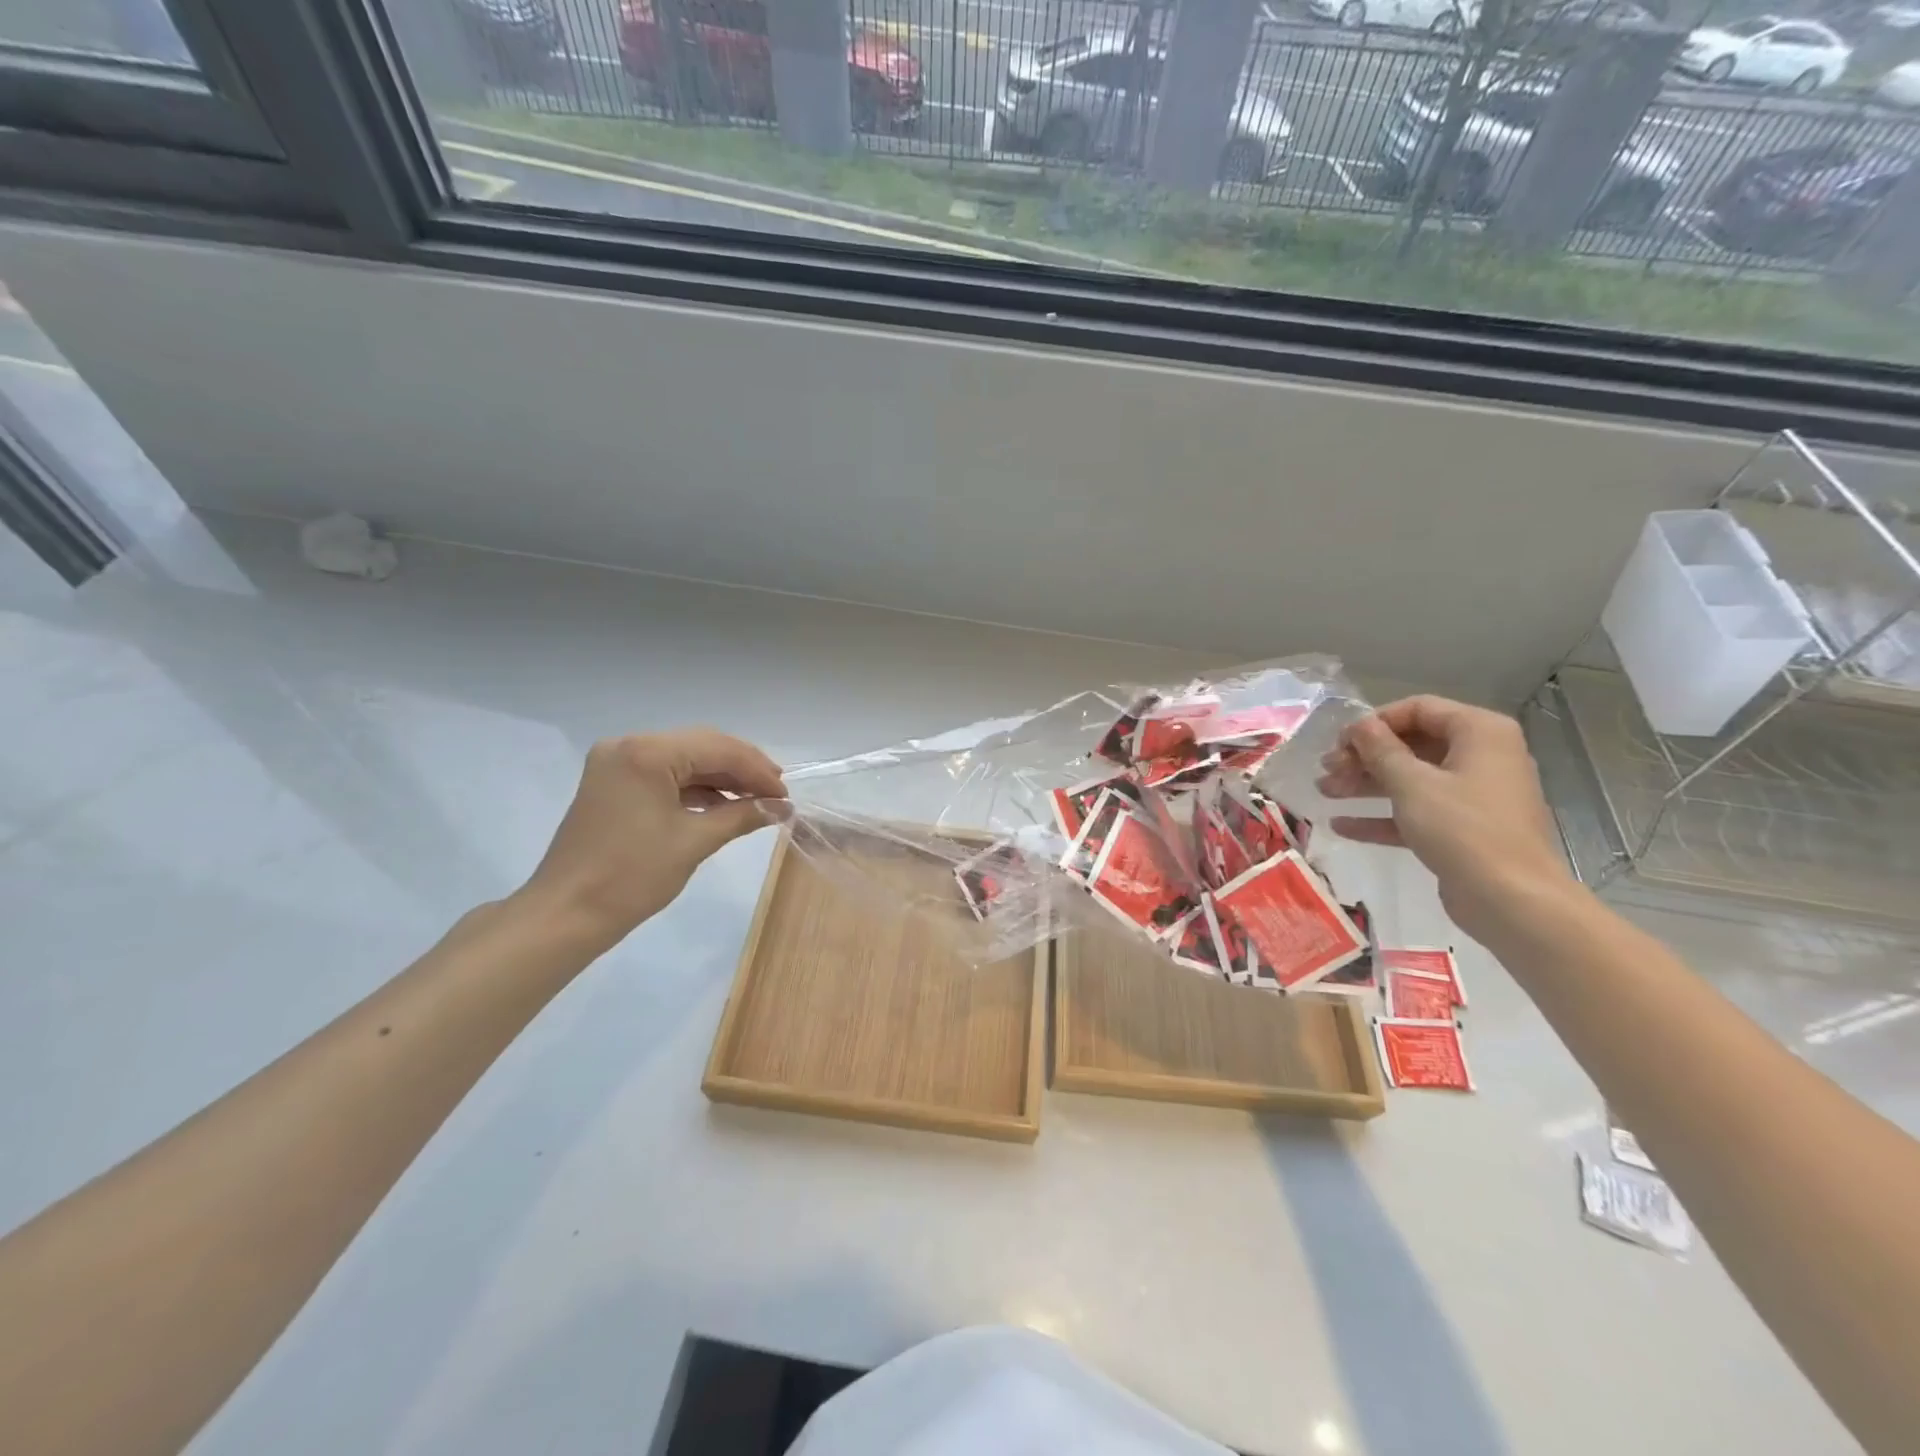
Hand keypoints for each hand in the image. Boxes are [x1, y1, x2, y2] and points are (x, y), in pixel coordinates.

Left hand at [516, 728, 786, 953]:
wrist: (566, 914)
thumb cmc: (631, 876)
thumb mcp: (695, 842)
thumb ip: (743, 815)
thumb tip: (783, 808)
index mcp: (647, 752)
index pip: (718, 748)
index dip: (757, 770)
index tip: (786, 795)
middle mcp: (629, 744)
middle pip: (701, 745)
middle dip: (742, 768)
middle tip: (775, 794)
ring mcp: (617, 762)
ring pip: (684, 758)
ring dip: (721, 777)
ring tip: (755, 801)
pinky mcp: (613, 781)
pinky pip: (665, 773)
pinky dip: (696, 787)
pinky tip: (723, 804)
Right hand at [1316, 696, 1573, 940]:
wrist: (1511, 900)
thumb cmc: (1462, 828)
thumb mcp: (1411, 784)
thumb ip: (1380, 749)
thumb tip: (1358, 724)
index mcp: (1479, 733)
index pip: (1418, 709)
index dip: (1375, 722)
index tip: (1340, 742)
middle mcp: (1481, 756)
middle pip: (1412, 744)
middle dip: (1364, 756)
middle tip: (1326, 769)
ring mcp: (1474, 795)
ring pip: (1411, 779)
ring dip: (1365, 784)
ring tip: (1324, 791)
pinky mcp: (1463, 829)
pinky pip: (1417, 811)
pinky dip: (1382, 815)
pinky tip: (1341, 825)